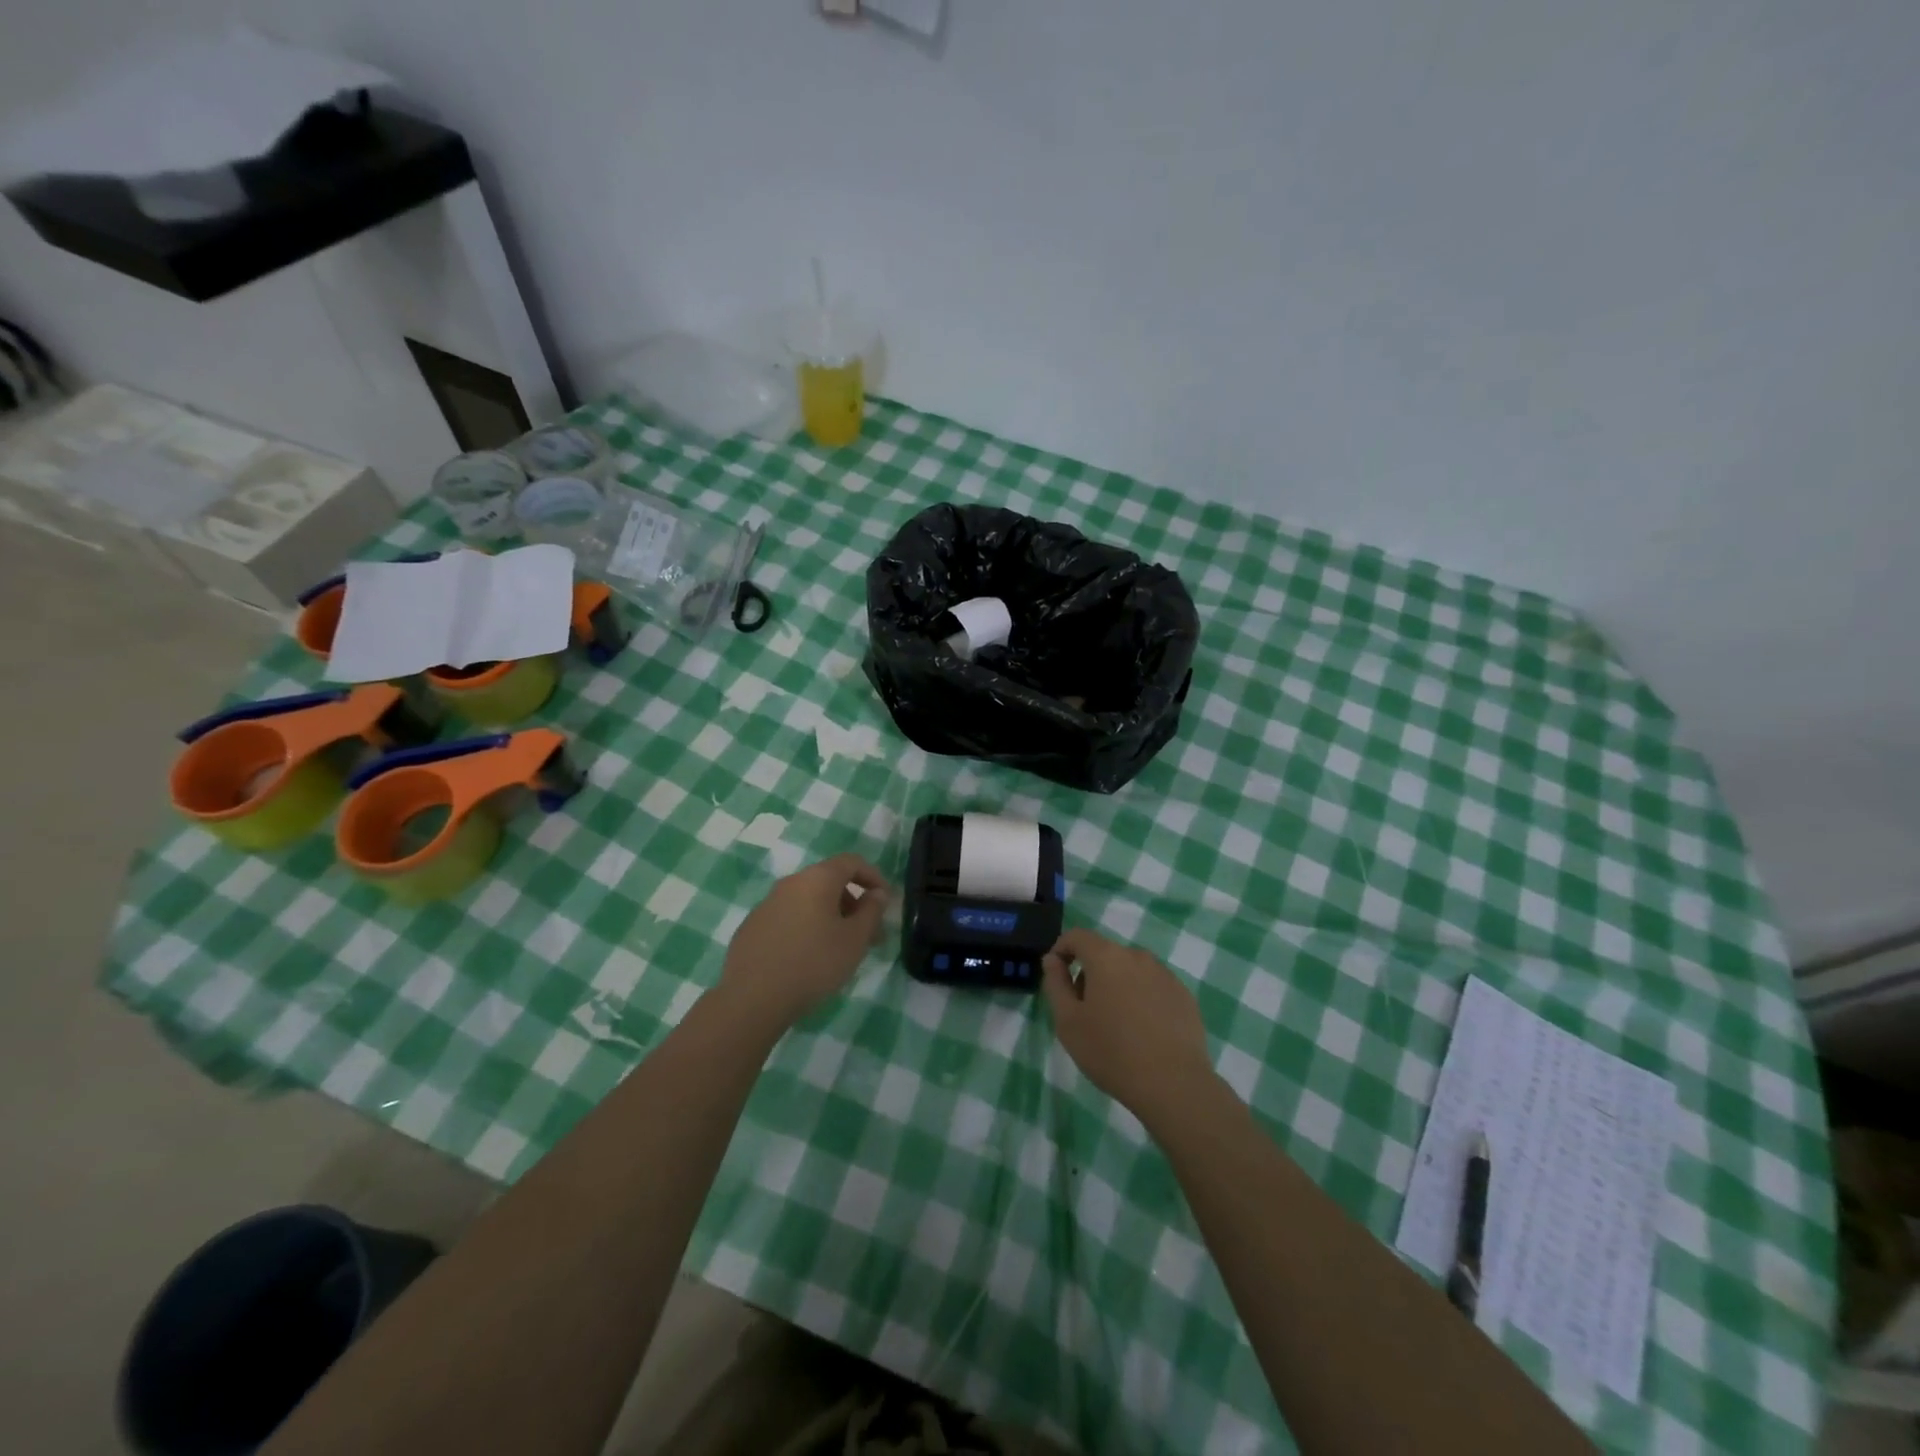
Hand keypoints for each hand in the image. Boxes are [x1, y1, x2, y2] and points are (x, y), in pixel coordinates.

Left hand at [720, 853, 889, 1029]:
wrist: (752, 998)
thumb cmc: (814, 963)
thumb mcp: (855, 939)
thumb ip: (872, 911)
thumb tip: (876, 893)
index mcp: (817, 879)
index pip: (851, 862)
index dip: (873, 877)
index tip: (885, 901)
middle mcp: (790, 883)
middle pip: (829, 882)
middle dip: (853, 903)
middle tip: (868, 934)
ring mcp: (767, 904)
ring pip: (808, 901)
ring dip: (830, 917)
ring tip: (840, 950)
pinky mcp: (752, 927)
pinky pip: (788, 918)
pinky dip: (806, 928)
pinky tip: (808, 958)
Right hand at [1042, 928, 1214, 1123]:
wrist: (1173, 1085)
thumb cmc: (1111, 1052)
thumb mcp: (1068, 1022)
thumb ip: (1055, 984)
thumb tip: (1052, 960)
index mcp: (1106, 957)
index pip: (1077, 936)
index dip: (1061, 949)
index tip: (1056, 976)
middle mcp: (1137, 956)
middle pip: (1105, 954)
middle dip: (1089, 974)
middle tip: (1084, 1011)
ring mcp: (1165, 974)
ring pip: (1130, 971)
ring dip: (1116, 986)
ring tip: (1116, 1025)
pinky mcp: (1183, 995)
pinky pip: (1153, 987)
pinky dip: (1141, 999)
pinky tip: (1143, 1032)